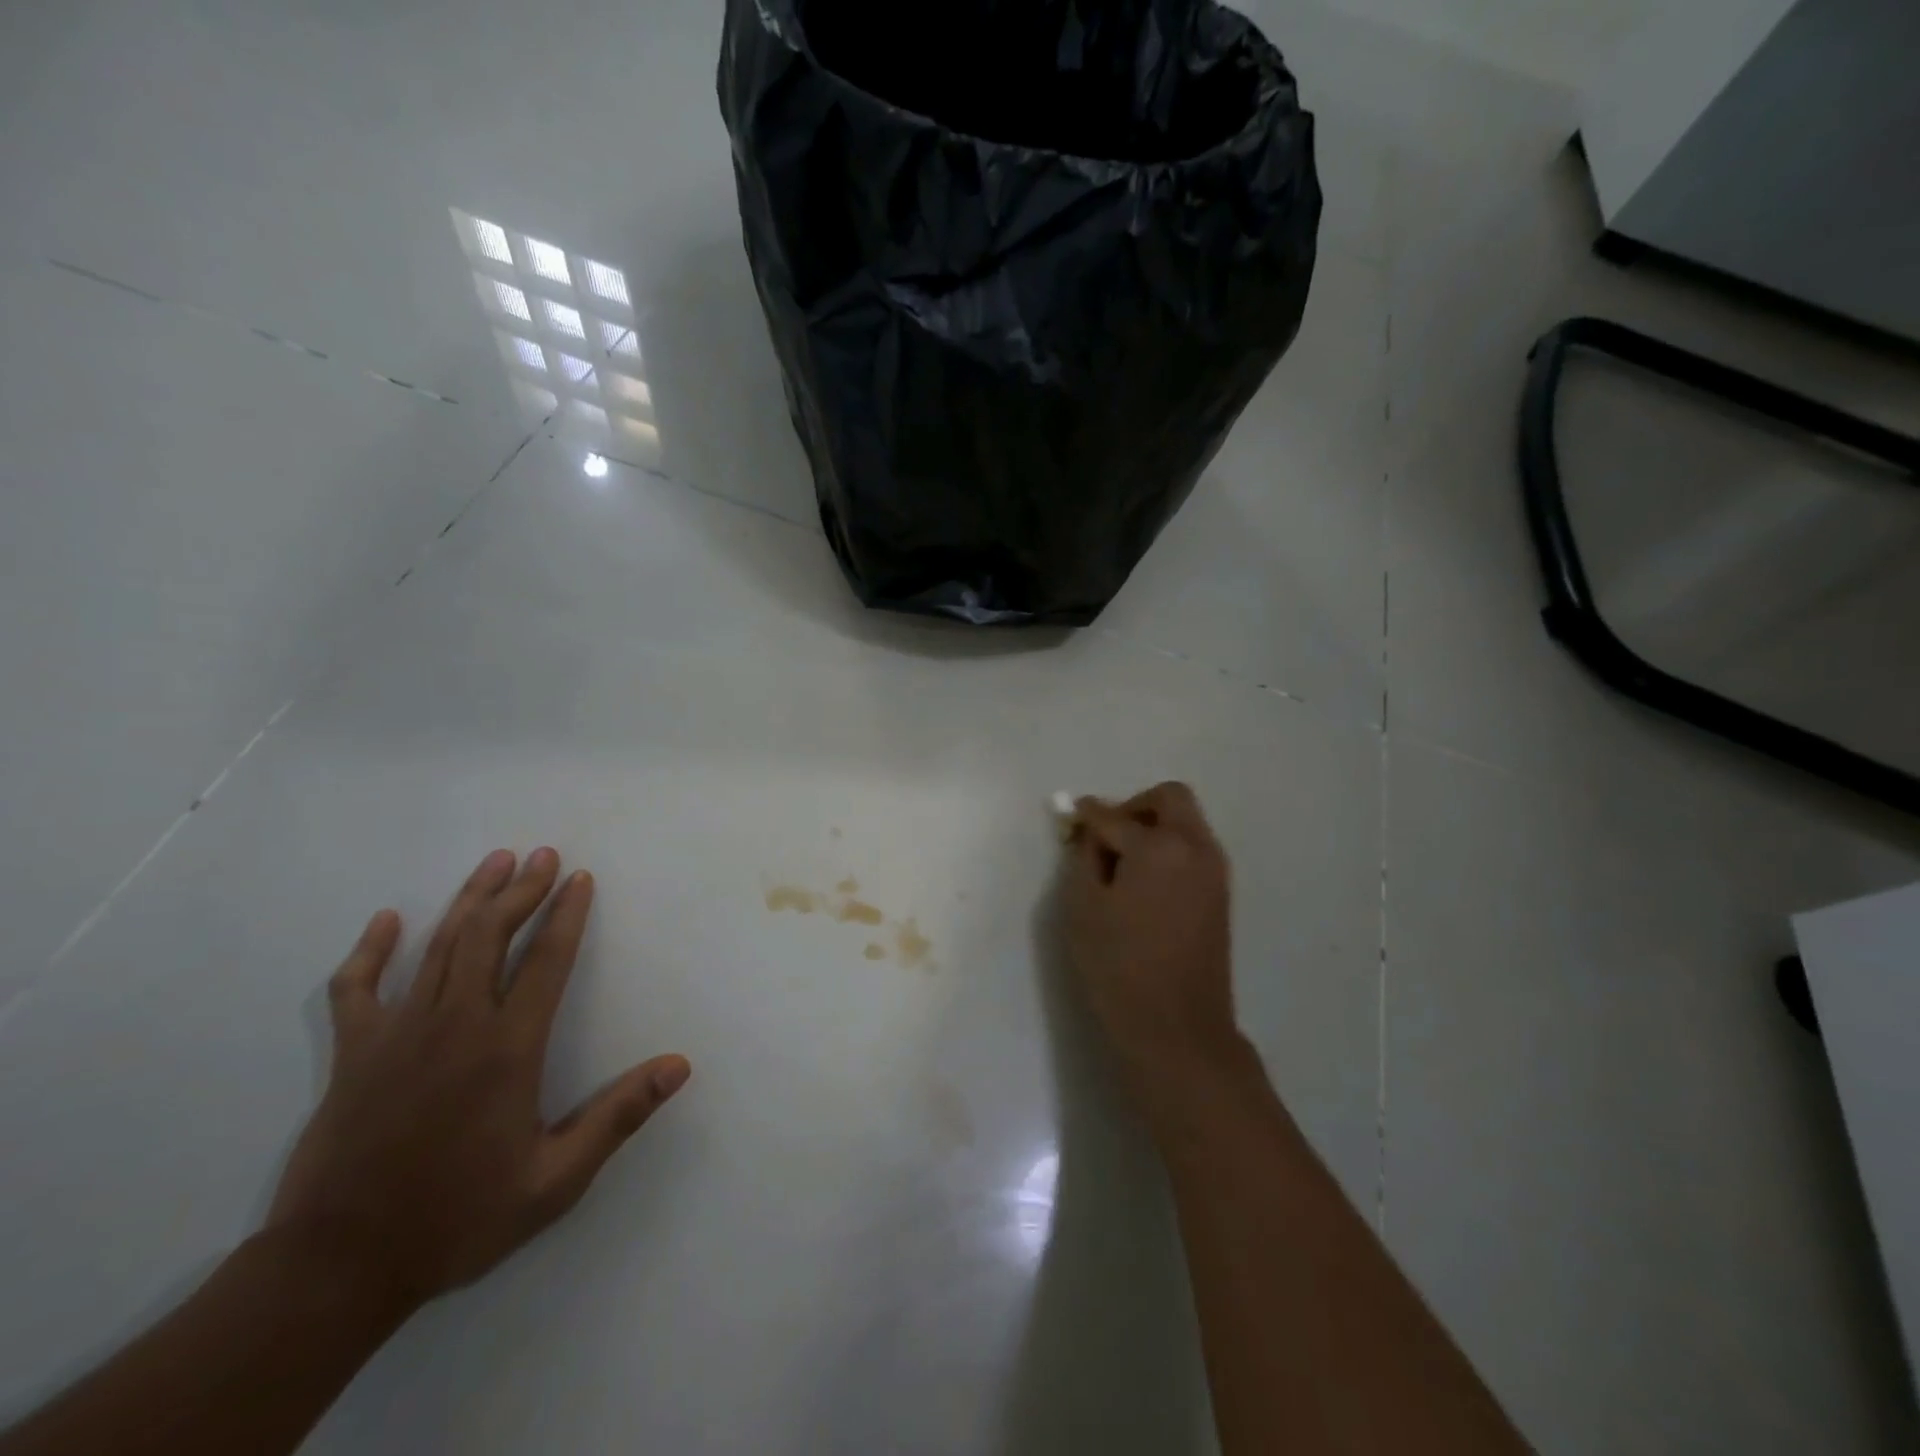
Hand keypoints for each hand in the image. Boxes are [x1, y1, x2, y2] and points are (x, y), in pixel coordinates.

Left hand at [267, 848, 690, 1312]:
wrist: (337, 1268)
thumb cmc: (458, 1218)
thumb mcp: (556, 1179)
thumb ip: (618, 1116)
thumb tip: (679, 1065)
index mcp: (507, 1048)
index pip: (546, 961)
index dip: (567, 915)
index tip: (580, 879)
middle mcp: (456, 1025)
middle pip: (491, 937)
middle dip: (521, 890)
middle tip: (542, 855)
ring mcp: (398, 1033)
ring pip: (438, 947)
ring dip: (470, 900)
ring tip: (495, 862)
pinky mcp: (353, 1053)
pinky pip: (356, 987)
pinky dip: (371, 950)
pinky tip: (388, 921)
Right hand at [1062, 783, 1243, 1109]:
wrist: (1177, 1028)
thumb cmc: (1119, 965)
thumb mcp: (1083, 906)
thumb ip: (1084, 855)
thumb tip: (1090, 829)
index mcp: (1159, 846)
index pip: (1114, 815)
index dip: (1086, 816)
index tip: (1070, 820)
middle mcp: (1196, 847)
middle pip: (1169, 798)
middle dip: (1134, 807)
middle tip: (1107, 837)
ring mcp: (1215, 870)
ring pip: (1186, 822)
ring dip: (1154, 827)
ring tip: (1122, 864)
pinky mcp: (1221, 894)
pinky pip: (1194, 849)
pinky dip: (1169, 849)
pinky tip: (1144, 883)